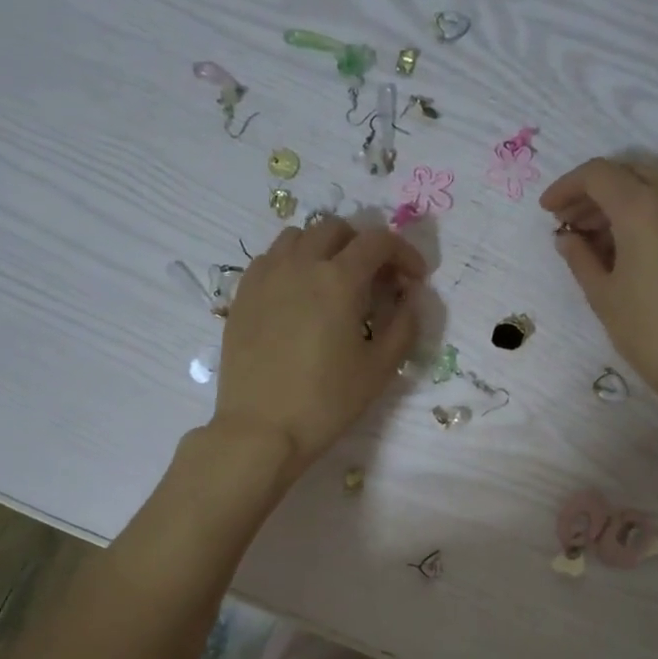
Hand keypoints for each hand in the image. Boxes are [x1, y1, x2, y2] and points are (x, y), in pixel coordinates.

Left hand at [212, 216, 424, 474]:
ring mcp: (265, 276)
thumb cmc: (326, 402)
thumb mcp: (379, 369)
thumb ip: (404, 325)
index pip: (378, 241)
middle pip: (336, 229)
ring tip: (334, 281)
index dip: (404, 253)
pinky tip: (298, 295)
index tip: (415, 278)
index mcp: (338, 280)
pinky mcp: (242, 294)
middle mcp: (300, 265)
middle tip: (376, 279)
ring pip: (298, 237)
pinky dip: (292, 263)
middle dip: (363, 246)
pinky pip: (270, 259)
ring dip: (324, 248)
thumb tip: (410, 296)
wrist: (261, 429)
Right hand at [541, 158, 657, 409]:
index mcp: (644, 207)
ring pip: (652, 186)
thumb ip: (580, 257)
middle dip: (593, 193)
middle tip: (567, 224)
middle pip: (627, 173)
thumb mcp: (603, 295)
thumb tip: (567, 237)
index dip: (567, 187)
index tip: (547, 210)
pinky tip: (625, 245)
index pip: (598, 174)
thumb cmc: (649, 332)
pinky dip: (644, 212)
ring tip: (592, 238)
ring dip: (618, 202)